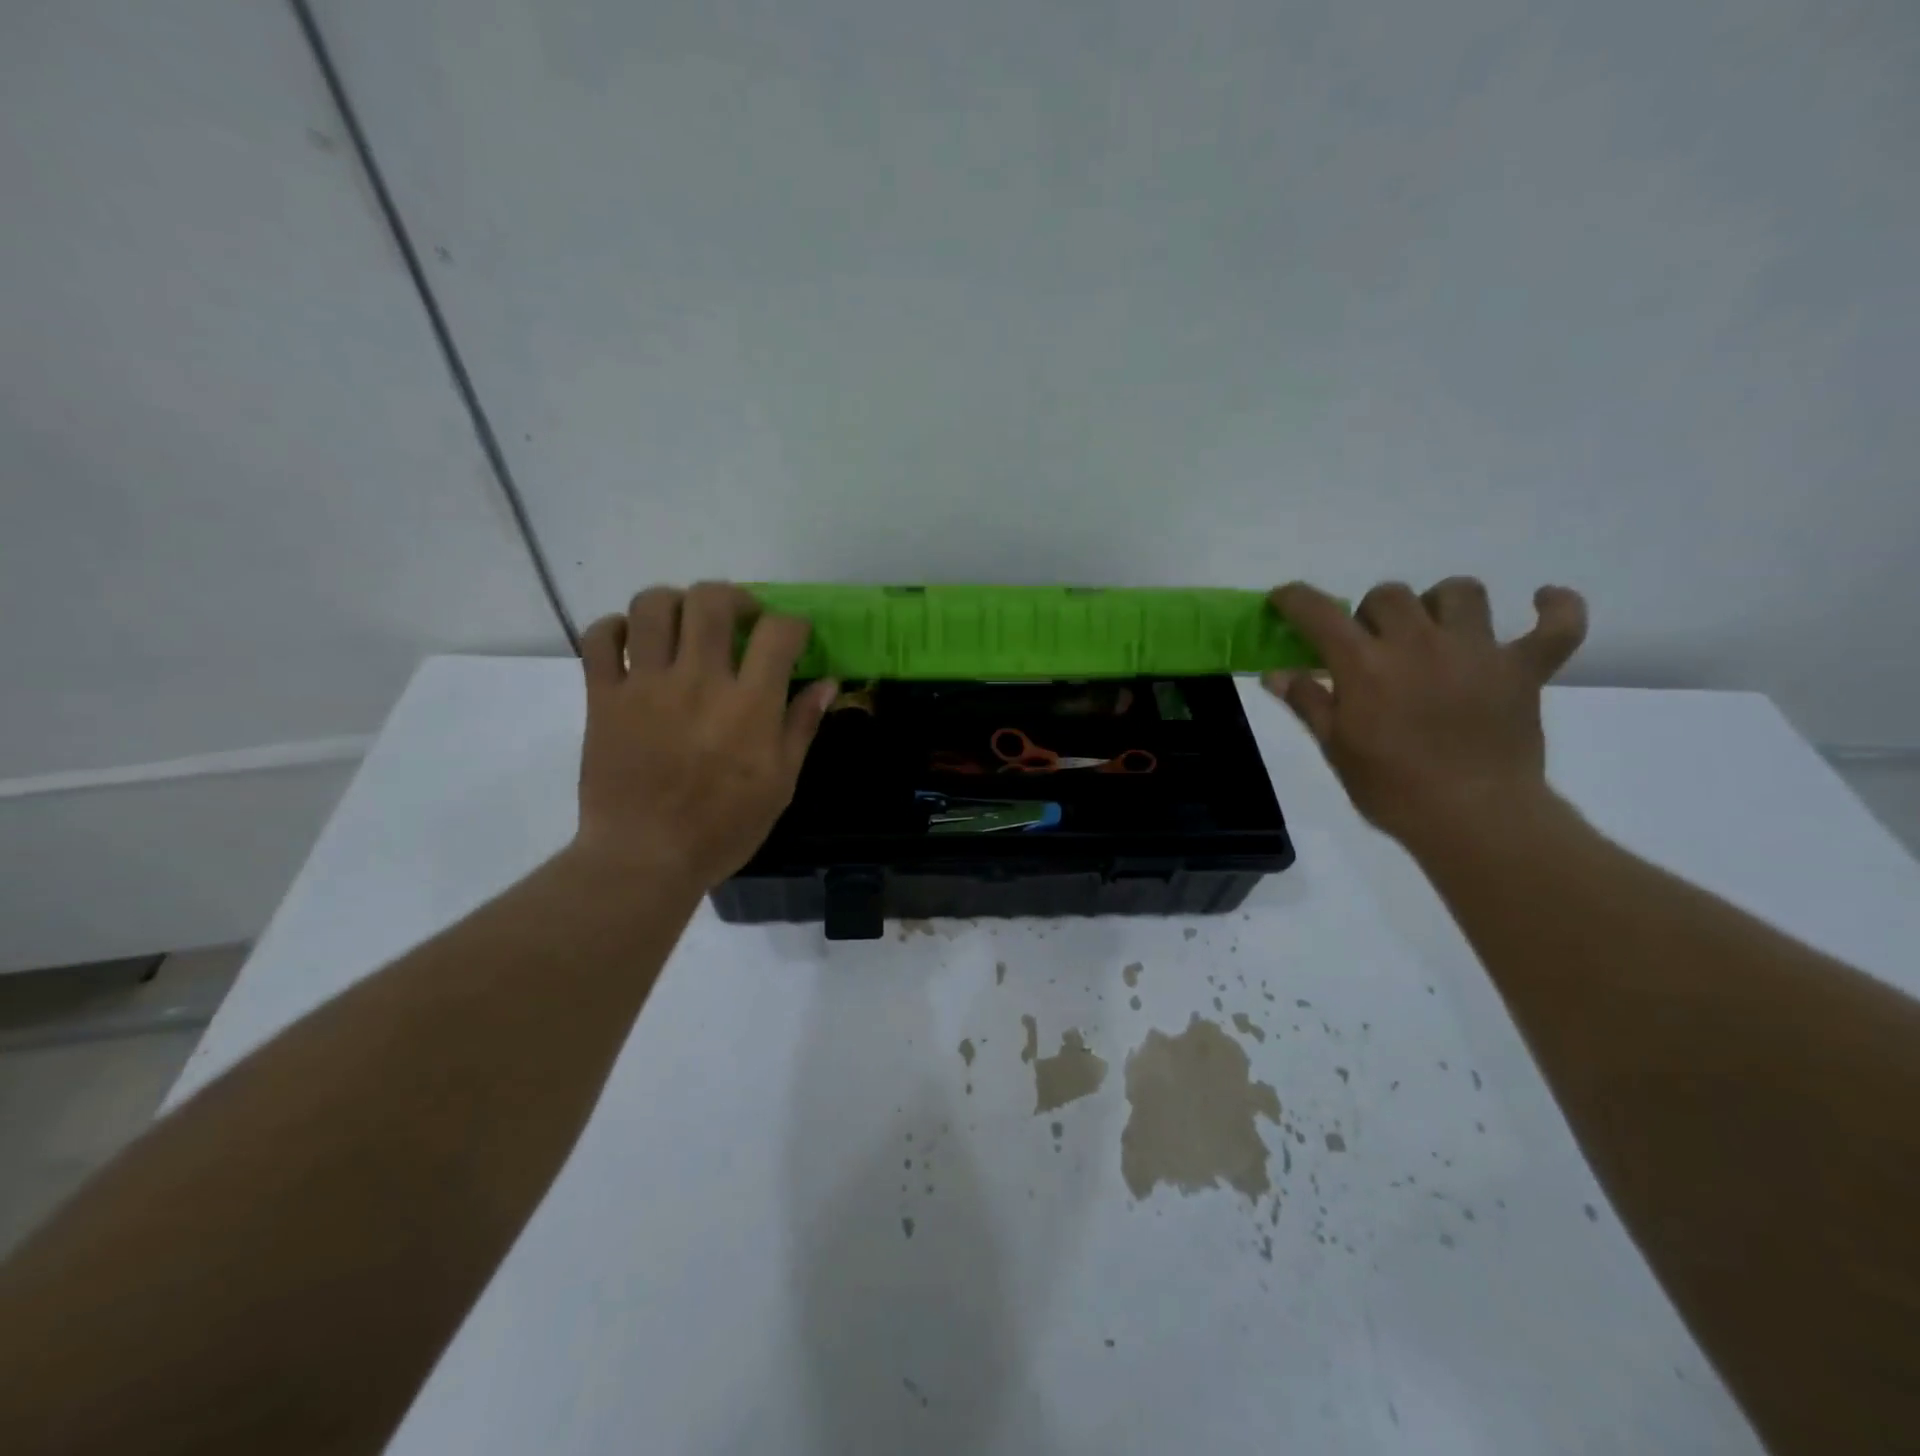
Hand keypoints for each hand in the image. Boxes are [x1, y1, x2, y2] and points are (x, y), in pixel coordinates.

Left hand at [571, 583, 837, 890]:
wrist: (645, 858)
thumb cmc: (724, 828)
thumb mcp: (781, 783)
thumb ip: (802, 726)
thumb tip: (827, 682)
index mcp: (749, 705)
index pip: (777, 632)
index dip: (792, 624)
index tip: (794, 636)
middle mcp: (698, 681)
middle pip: (712, 601)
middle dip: (734, 598)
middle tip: (741, 619)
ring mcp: (645, 685)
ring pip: (654, 606)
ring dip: (676, 602)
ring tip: (686, 624)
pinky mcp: (603, 697)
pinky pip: (599, 638)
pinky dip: (616, 628)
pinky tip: (634, 643)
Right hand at [1266, 578, 1587, 851]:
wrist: (1472, 818)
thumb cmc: (1392, 787)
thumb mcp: (1336, 748)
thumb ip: (1308, 702)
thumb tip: (1276, 674)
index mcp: (1365, 664)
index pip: (1320, 612)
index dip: (1295, 599)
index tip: (1284, 599)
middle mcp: (1418, 643)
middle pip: (1389, 594)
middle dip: (1370, 612)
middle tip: (1368, 645)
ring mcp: (1477, 651)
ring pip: (1460, 592)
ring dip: (1439, 603)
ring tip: (1434, 629)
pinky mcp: (1524, 669)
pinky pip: (1557, 625)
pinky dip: (1555, 608)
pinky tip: (1542, 601)